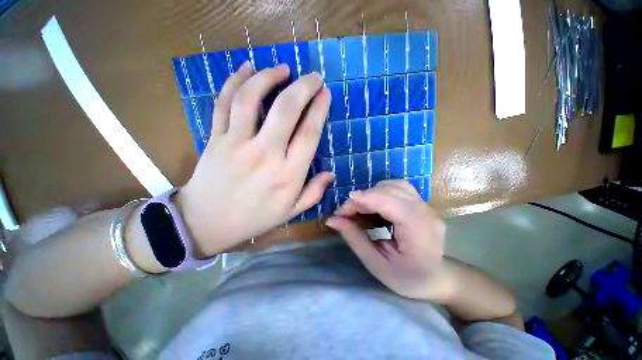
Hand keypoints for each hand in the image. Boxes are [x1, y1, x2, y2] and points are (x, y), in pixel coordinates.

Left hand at [178, 62, 333, 255]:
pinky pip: (224, 103)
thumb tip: (331, 174)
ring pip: (252, 99)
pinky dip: (235, 82)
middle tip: (313, 77)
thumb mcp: (290, 212)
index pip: (308, 134)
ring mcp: (236, 143)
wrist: (206, 223)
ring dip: (269, 78)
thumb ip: (314, 193)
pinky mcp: (215, 138)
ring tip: (283, 68)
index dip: (319, 110)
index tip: (325, 94)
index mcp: (287, 175)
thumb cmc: (254, 218)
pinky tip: (247, 69)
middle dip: (303, 87)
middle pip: (286, 110)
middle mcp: (264, 155)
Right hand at [326, 180, 447, 300]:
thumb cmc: (405, 278)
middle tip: (346, 212)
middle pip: (391, 191)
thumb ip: (354, 238)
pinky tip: (374, 203)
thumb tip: (332, 220)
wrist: (434, 278)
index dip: (365, 200)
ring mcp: (426, 206)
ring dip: (372, 192)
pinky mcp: (421, 203)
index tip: (341, 209)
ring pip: (395, 185)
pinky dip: (381, 191)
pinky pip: (399, 187)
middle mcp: (427, 214)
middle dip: (364, 197)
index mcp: (420, 234)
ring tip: (360, 207)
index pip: (391, 203)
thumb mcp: (376, 264)